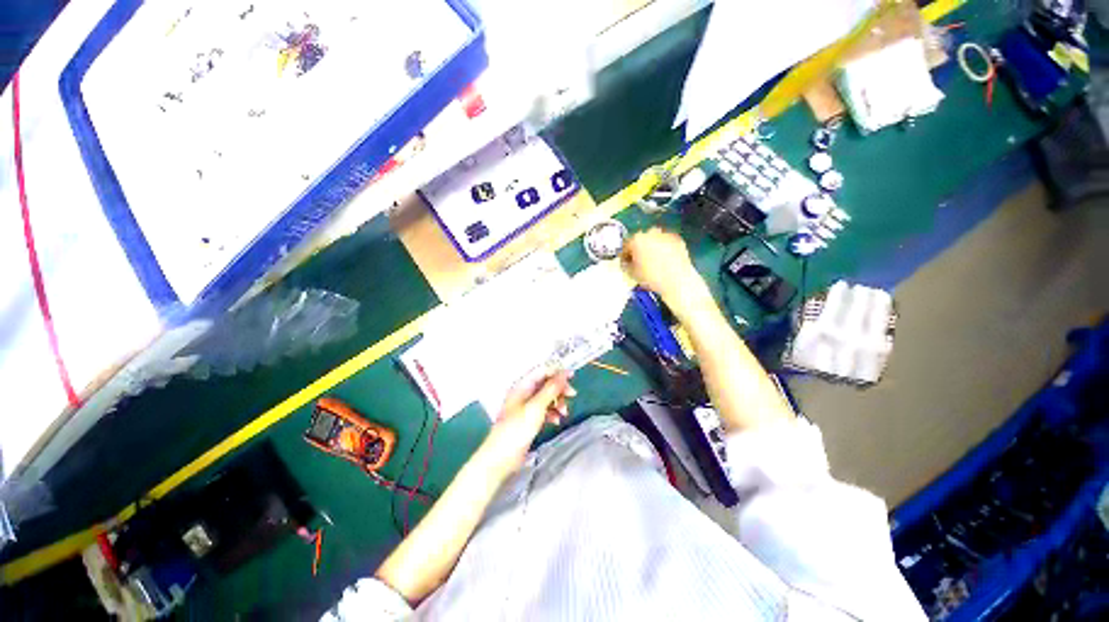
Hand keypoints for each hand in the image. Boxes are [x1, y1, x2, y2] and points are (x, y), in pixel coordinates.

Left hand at [485, 370, 575, 467]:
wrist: (501, 458)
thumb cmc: (517, 429)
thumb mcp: (536, 407)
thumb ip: (550, 389)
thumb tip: (563, 373)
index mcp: (522, 386)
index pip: (542, 371)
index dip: (557, 371)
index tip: (572, 376)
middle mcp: (524, 393)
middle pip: (546, 383)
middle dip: (559, 388)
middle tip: (572, 395)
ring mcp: (526, 406)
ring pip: (546, 397)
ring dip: (557, 402)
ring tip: (564, 413)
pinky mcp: (529, 419)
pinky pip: (544, 410)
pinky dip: (552, 413)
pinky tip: (556, 421)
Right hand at [621, 228, 705, 305]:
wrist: (678, 281)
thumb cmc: (652, 278)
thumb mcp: (632, 274)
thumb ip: (626, 265)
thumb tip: (626, 262)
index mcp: (637, 240)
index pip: (626, 245)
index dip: (625, 255)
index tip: (626, 262)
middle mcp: (651, 233)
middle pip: (641, 240)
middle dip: (639, 249)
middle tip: (639, 261)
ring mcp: (666, 235)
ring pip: (654, 240)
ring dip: (652, 247)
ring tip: (653, 260)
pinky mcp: (678, 240)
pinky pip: (666, 243)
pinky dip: (664, 249)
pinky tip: (665, 260)